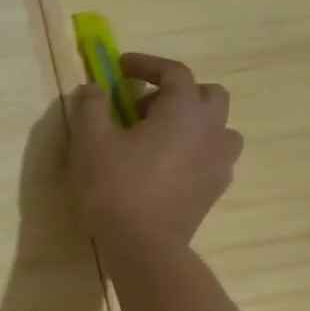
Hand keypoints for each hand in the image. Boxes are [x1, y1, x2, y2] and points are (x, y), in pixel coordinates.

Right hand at [69, 53, 242, 254]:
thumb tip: (94, 88)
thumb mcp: (90, 140)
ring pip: (218, 127)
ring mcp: (219, 161)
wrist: (143, 245)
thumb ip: (91, 105)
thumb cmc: (115, 186)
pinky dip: (195, 149)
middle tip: (142, 105)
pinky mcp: (215, 189)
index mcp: (184, 110)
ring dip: (193, 121)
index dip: (147, 64)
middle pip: (208, 94)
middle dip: (177, 91)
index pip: (174, 71)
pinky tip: (167, 165)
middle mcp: (211, 129)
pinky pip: (214, 156)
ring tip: (159, 136)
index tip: (120, 67)